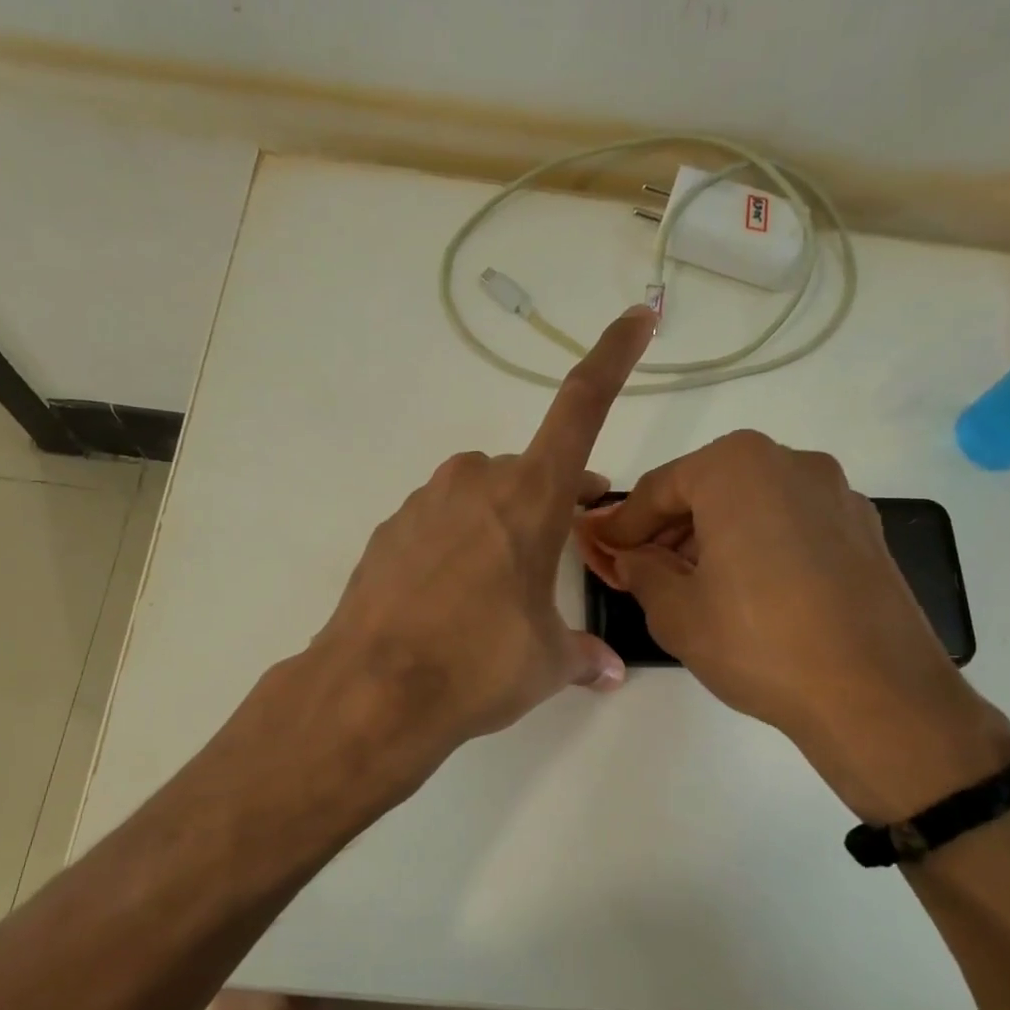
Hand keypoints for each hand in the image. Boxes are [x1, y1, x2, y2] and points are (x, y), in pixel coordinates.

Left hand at [311, 308, 656, 771]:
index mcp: (530, 495)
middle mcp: (476, 481)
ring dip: (503, 523)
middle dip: (553, 499)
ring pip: (482, 496)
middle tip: (565, 544)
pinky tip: (450, 598)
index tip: (637, 319)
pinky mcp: (390, 530)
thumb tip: (607, 670)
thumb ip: (582, 654)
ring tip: (500, 588)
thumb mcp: (547, 661)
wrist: (373, 690)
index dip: (613, 357)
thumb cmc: (479, 663)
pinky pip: (440, 522)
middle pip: (530, 471)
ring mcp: (425, 502)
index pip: (583, 406)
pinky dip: (458, 544)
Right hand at [580, 431, 1009, 822]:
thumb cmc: (760, 643)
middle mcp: (791, 462)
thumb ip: (640, 570)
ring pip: (751, 504)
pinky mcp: (864, 529)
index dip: (622, 524)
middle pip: (707, 488)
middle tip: (639, 569)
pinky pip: (790, 523)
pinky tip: (745, 589)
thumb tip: (628, 556)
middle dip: (667, 529)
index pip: (658, 489)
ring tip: (690, 585)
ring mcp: (836, 493)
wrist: (878, 697)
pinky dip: (757, 544)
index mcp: (737, 467)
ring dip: (711, 536)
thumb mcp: (677, 612)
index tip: (599, 549)